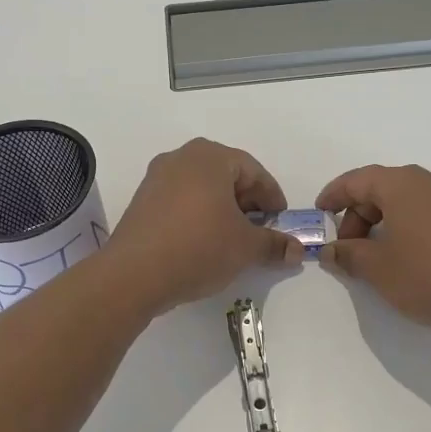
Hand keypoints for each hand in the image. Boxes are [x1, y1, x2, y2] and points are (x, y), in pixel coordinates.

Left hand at [104, 139, 303, 315]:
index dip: (272, 197)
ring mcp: (157, 177)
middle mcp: (181, 158)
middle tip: (260, 229)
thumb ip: (274, 244)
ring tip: (233, 238)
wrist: (134, 274)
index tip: (281, 220)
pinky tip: (203, 241)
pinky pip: (180, 200)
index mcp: (211, 157)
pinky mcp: (142, 200)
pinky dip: (198, 215)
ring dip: (222, 209)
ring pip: (202, 187)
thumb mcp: (245, 248)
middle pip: (226, 175)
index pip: (253, 171)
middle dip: (247, 202)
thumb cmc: (199, 247)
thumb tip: (296, 251)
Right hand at [317, 164, 430, 341]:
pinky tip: (408, 259)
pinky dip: (408, 228)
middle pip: (382, 189)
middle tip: (348, 249)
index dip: (333, 195)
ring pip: (407, 202)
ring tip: (376, 257)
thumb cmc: (429, 275)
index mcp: (402, 184)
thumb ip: (349, 255)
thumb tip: (332, 251)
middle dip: (358, 215)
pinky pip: (428, 214)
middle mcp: (430, 182)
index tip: (319, 213)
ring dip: (384, 223)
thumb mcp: (378, 268)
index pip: (357, 179)